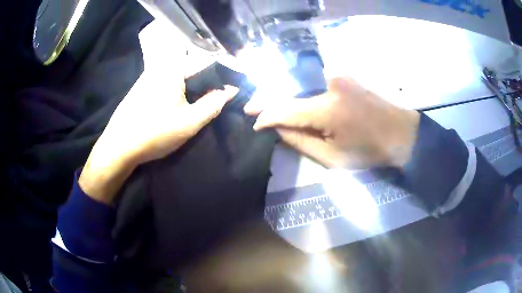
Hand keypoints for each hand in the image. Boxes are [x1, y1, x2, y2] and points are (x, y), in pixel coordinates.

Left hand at [79, 21, 237, 203]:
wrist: (118, 148)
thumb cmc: (155, 133)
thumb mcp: (190, 122)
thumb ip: (214, 104)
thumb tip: (231, 90)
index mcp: (173, 69)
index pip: (207, 63)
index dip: (222, 76)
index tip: (230, 89)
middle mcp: (159, 66)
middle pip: (191, 69)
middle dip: (205, 83)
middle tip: (212, 101)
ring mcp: (147, 76)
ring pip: (178, 76)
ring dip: (190, 88)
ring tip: (195, 105)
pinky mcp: (140, 88)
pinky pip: (165, 83)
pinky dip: (176, 91)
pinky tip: (174, 108)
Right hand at [244, 77, 419, 168]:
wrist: (403, 134)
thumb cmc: (370, 152)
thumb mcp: (333, 158)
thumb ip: (301, 141)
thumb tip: (277, 128)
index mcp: (328, 109)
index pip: (286, 109)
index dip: (266, 115)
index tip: (253, 121)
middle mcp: (330, 83)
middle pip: (291, 91)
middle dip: (269, 101)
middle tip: (251, 107)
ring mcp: (339, 76)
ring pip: (302, 86)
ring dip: (285, 96)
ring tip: (267, 105)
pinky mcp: (345, 76)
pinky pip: (315, 84)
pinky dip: (302, 92)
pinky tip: (292, 99)